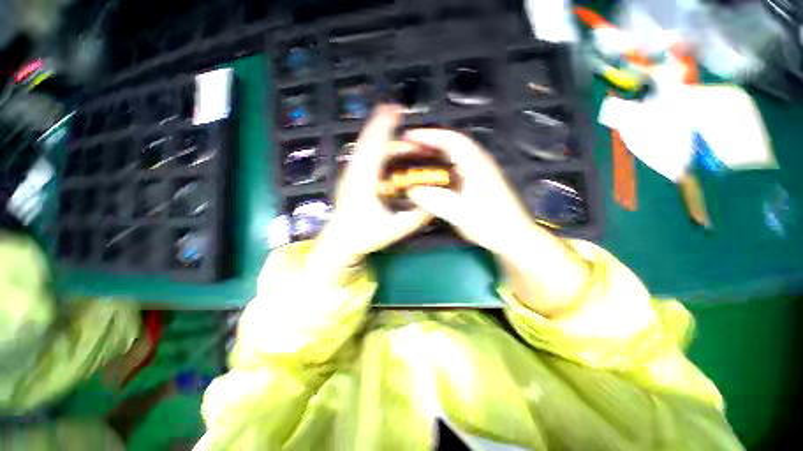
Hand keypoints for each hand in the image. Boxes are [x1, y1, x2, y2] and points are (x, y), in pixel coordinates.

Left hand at [310, 106, 431, 272]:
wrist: (339, 241)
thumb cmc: (365, 235)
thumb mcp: (395, 229)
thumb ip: (416, 218)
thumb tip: (436, 205)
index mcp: (365, 183)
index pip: (375, 149)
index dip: (384, 128)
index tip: (394, 111)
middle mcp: (354, 173)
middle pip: (366, 142)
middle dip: (380, 124)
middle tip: (395, 111)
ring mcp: (349, 174)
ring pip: (362, 147)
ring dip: (376, 134)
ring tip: (390, 125)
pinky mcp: (349, 177)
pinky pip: (360, 155)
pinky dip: (371, 144)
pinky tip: (382, 146)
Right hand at [403, 128, 532, 253]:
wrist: (513, 236)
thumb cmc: (489, 223)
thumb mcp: (460, 213)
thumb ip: (435, 201)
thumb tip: (411, 190)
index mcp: (475, 165)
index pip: (450, 140)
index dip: (429, 135)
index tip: (409, 137)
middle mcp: (479, 163)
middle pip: (453, 143)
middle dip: (430, 141)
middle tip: (409, 146)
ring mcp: (480, 172)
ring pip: (456, 153)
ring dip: (437, 151)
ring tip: (419, 155)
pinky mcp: (480, 181)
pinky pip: (457, 165)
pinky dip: (443, 164)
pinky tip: (435, 173)